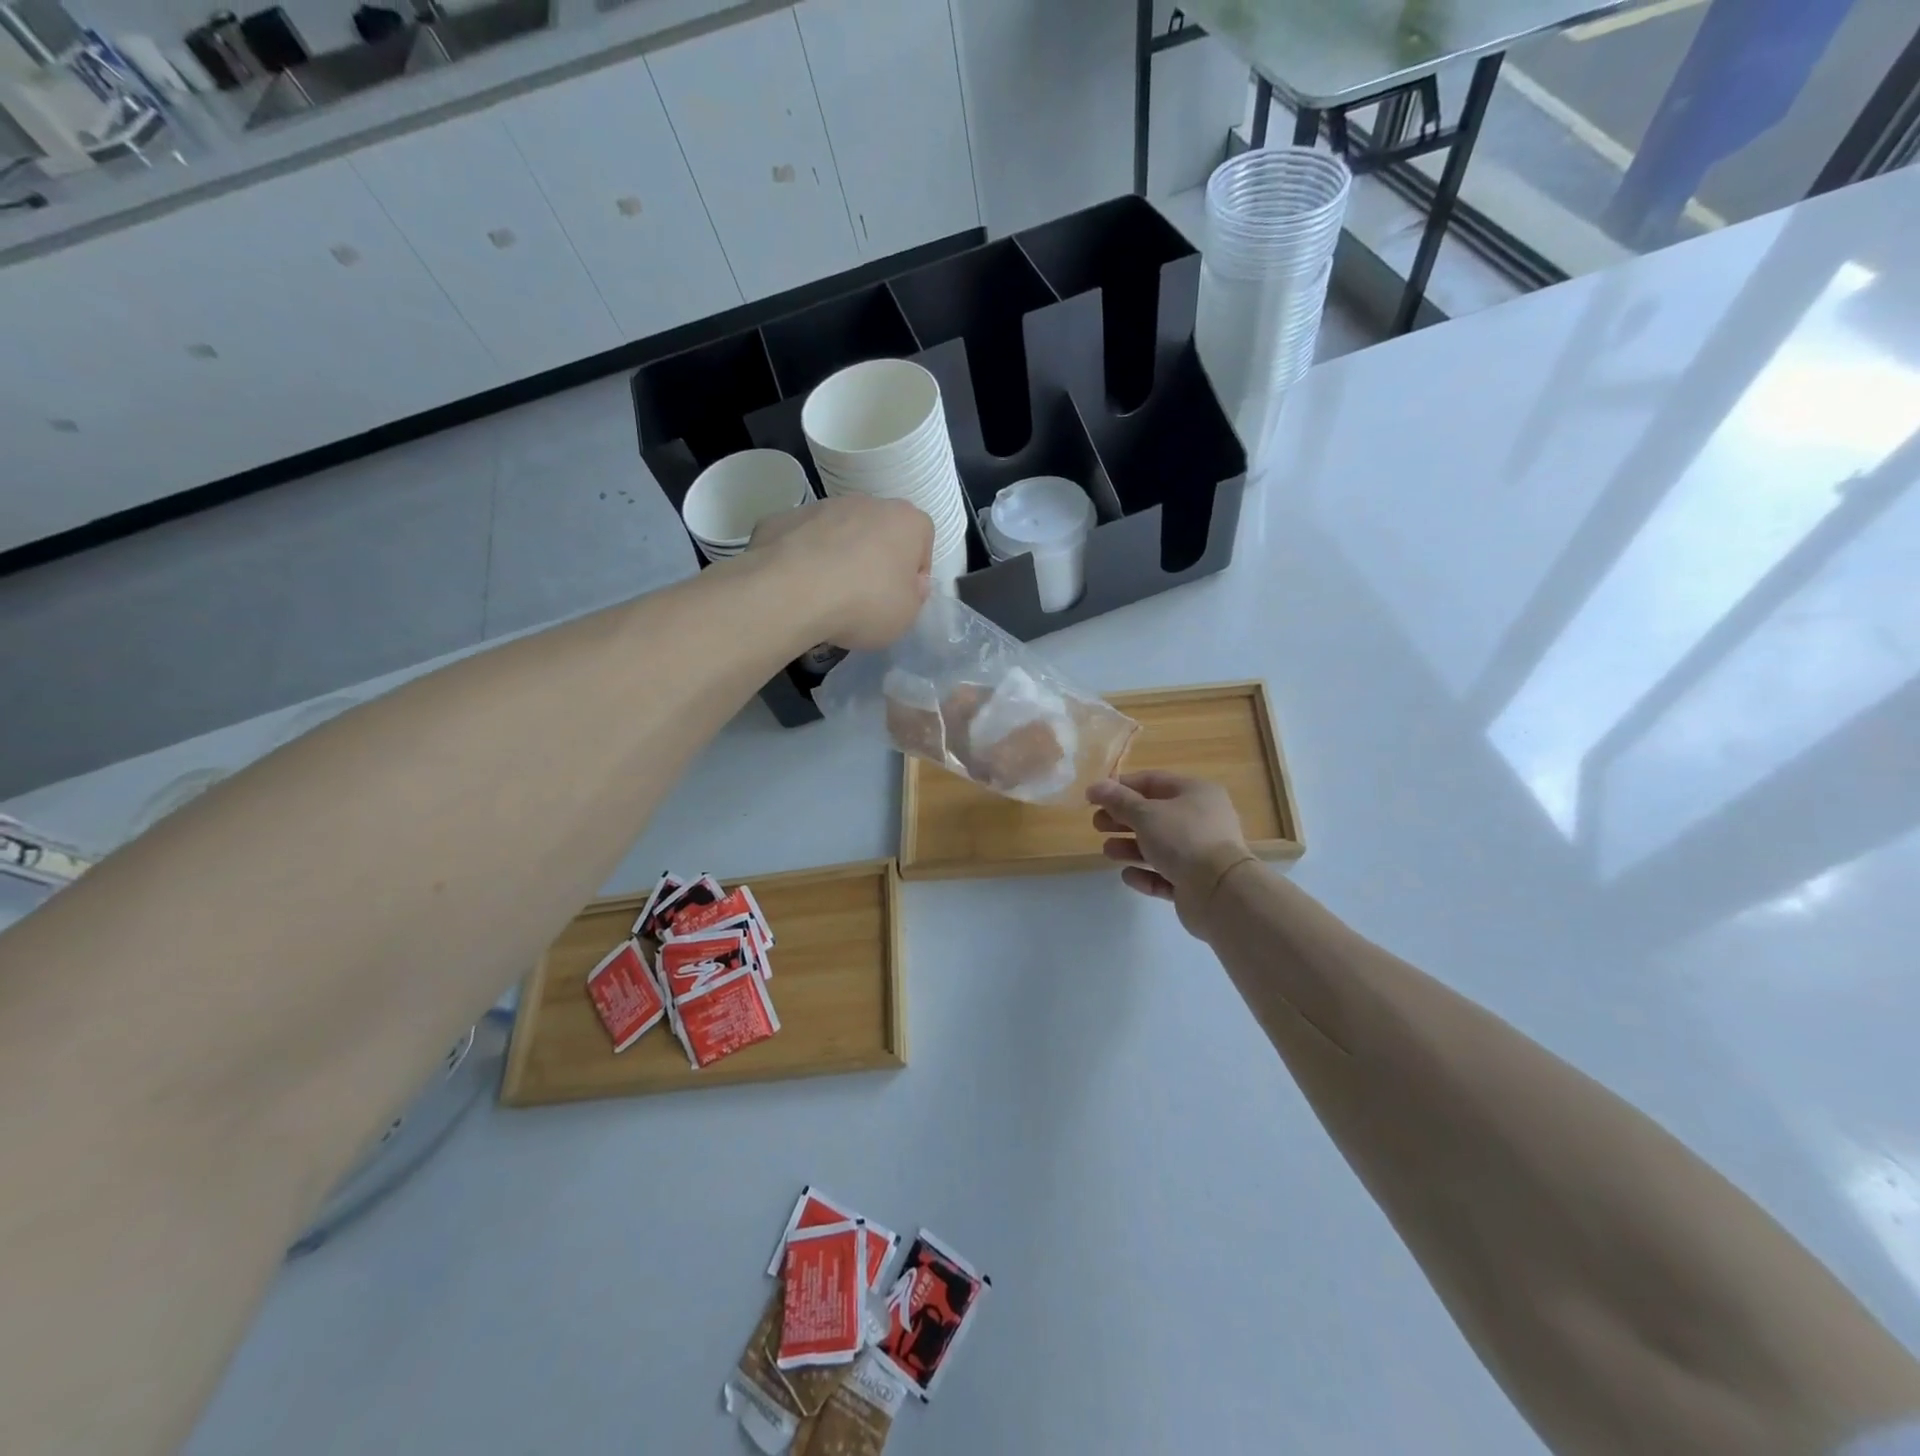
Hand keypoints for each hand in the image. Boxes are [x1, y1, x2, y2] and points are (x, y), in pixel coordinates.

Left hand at [750, 496, 931, 649]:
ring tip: (826, 595)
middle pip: (878, 531)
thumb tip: (910, 583)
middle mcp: (866, 502)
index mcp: (906, 520)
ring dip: (837, 556)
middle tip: (864, 597)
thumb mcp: (906, 615)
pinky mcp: (783, 517)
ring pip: (838, 531)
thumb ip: (914, 595)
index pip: (922, 539)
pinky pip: (801, 540)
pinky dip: (801, 558)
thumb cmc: (864, 603)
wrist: (791, 592)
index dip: (913, 571)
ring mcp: (821, 506)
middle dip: (874, 559)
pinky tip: (796, 587)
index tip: (900, 596)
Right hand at [1086, 771, 1257, 937]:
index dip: (1121, 787)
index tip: (1094, 797)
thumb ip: (1118, 800)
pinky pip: (1165, 875)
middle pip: (1154, 814)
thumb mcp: (1146, 813)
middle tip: (1097, 825)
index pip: (1153, 781)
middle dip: (1122, 819)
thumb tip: (1095, 786)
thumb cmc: (1183, 839)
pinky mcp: (1195, 883)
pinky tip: (1129, 875)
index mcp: (1195, 793)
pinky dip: (1146, 874)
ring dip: (1130, 847)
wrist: (1220, 892)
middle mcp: (1201, 819)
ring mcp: (1200, 853)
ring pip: (1158, 846)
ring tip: (1108, 851)